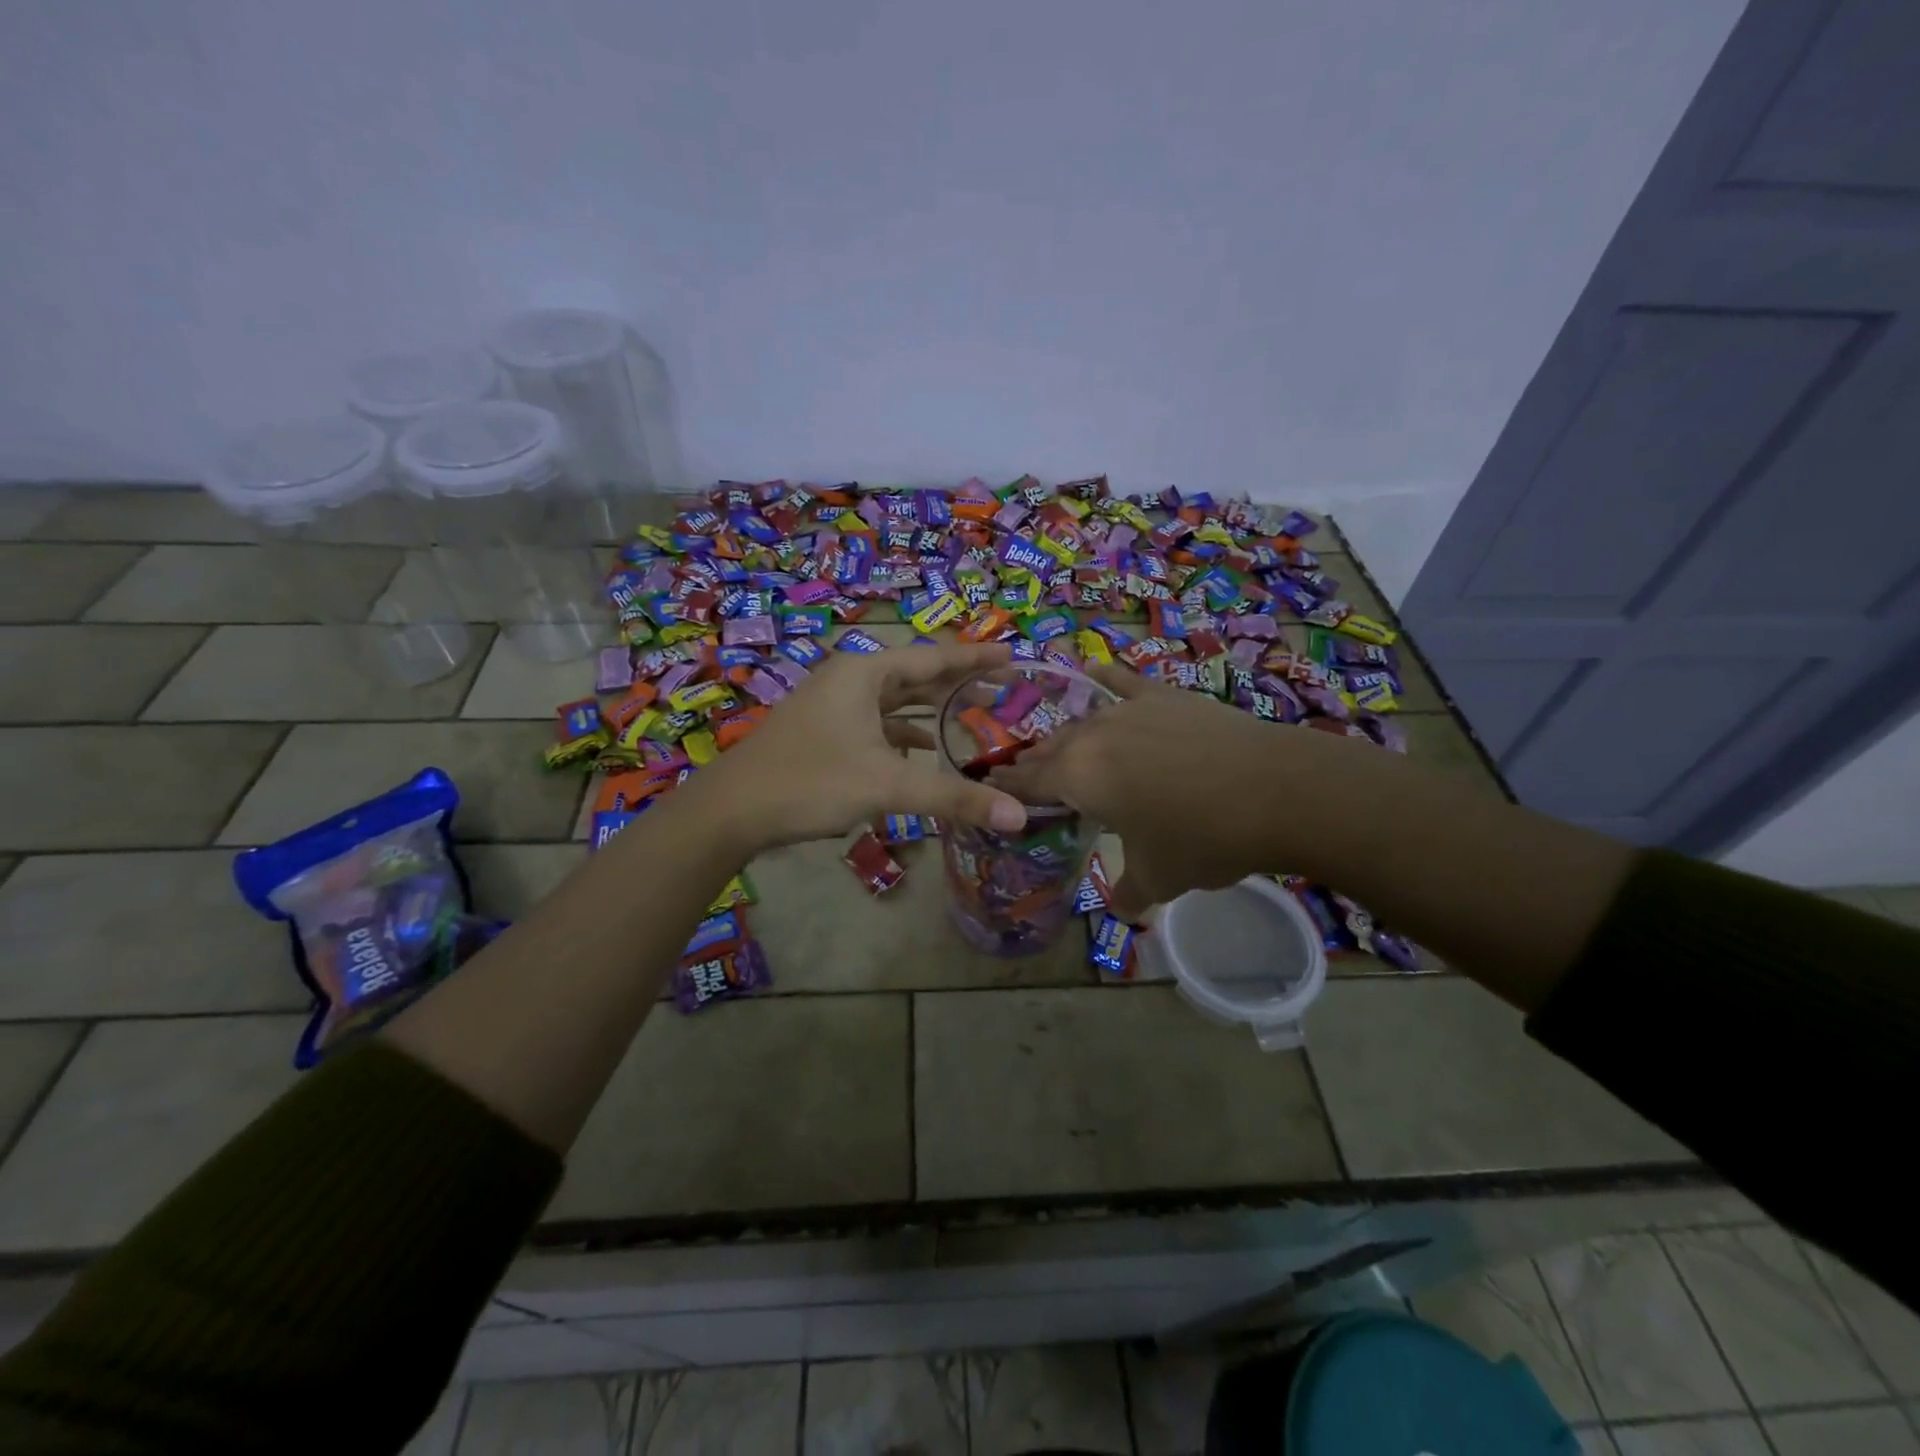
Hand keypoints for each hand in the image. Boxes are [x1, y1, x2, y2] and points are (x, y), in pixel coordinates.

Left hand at [694, 641, 1029, 855]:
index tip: (1013, 657)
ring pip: (895, 701)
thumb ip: (953, 798)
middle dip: (957, 684)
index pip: (934, 659)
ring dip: (931, 709)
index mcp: (865, 674)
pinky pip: (877, 723)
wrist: (731, 810)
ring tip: (971, 715)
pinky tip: (924, 750)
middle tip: (1002, 690)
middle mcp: (850, 680)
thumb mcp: (886, 786)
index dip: (976, 659)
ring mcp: (834, 705)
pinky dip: (904, 734)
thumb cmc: (811, 781)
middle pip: (915, 676)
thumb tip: (1018, 816)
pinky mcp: (825, 732)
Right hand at [991, 662, 1309, 918]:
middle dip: (1033, 765)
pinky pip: (1123, 682)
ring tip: (1059, 748)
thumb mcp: (1160, 878)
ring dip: (1066, 738)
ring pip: (1082, 722)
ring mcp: (1128, 709)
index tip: (990, 791)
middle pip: (1050, 749)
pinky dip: (1103, 678)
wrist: (1276, 790)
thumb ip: (1128, 893)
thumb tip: (1121, 907)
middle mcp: (1091, 736)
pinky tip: (1090, 669)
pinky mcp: (1164, 696)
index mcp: (1077, 778)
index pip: (1026, 783)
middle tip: (1024, 779)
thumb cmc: (1204, 838)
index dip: (1006, 789)